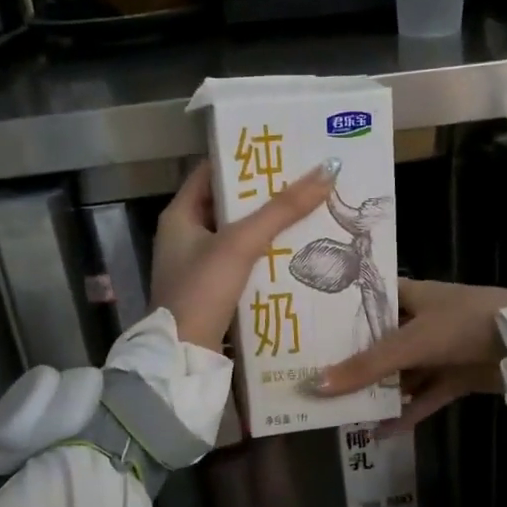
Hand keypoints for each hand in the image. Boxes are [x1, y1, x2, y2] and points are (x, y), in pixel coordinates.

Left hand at [150, 158, 340, 351]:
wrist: (183, 356)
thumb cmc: (202, 290)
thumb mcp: (241, 243)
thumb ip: (281, 210)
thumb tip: (326, 170)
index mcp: (180, 215)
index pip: (212, 172)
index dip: (244, 158)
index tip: (281, 150)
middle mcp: (186, 236)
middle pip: (230, 204)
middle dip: (266, 194)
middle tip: (306, 180)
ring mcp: (199, 266)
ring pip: (240, 235)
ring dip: (270, 226)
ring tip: (310, 211)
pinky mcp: (214, 291)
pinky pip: (244, 263)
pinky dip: (267, 255)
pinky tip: (297, 253)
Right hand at [313, 279, 506, 433]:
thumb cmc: (465, 324)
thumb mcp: (413, 342)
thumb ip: (367, 365)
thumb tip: (316, 386)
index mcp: (410, 295)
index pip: (367, 299)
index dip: (340, 312)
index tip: (308, 330)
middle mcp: (422, 319)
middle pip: (380, 341)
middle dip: (353, 360)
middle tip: (312, 377)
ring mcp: (440, 349)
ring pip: (401, 372)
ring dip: (378, 390)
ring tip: (340, 410)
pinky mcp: (457, 376)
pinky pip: (425, 395)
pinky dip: (407, 412)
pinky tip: (380, 431)